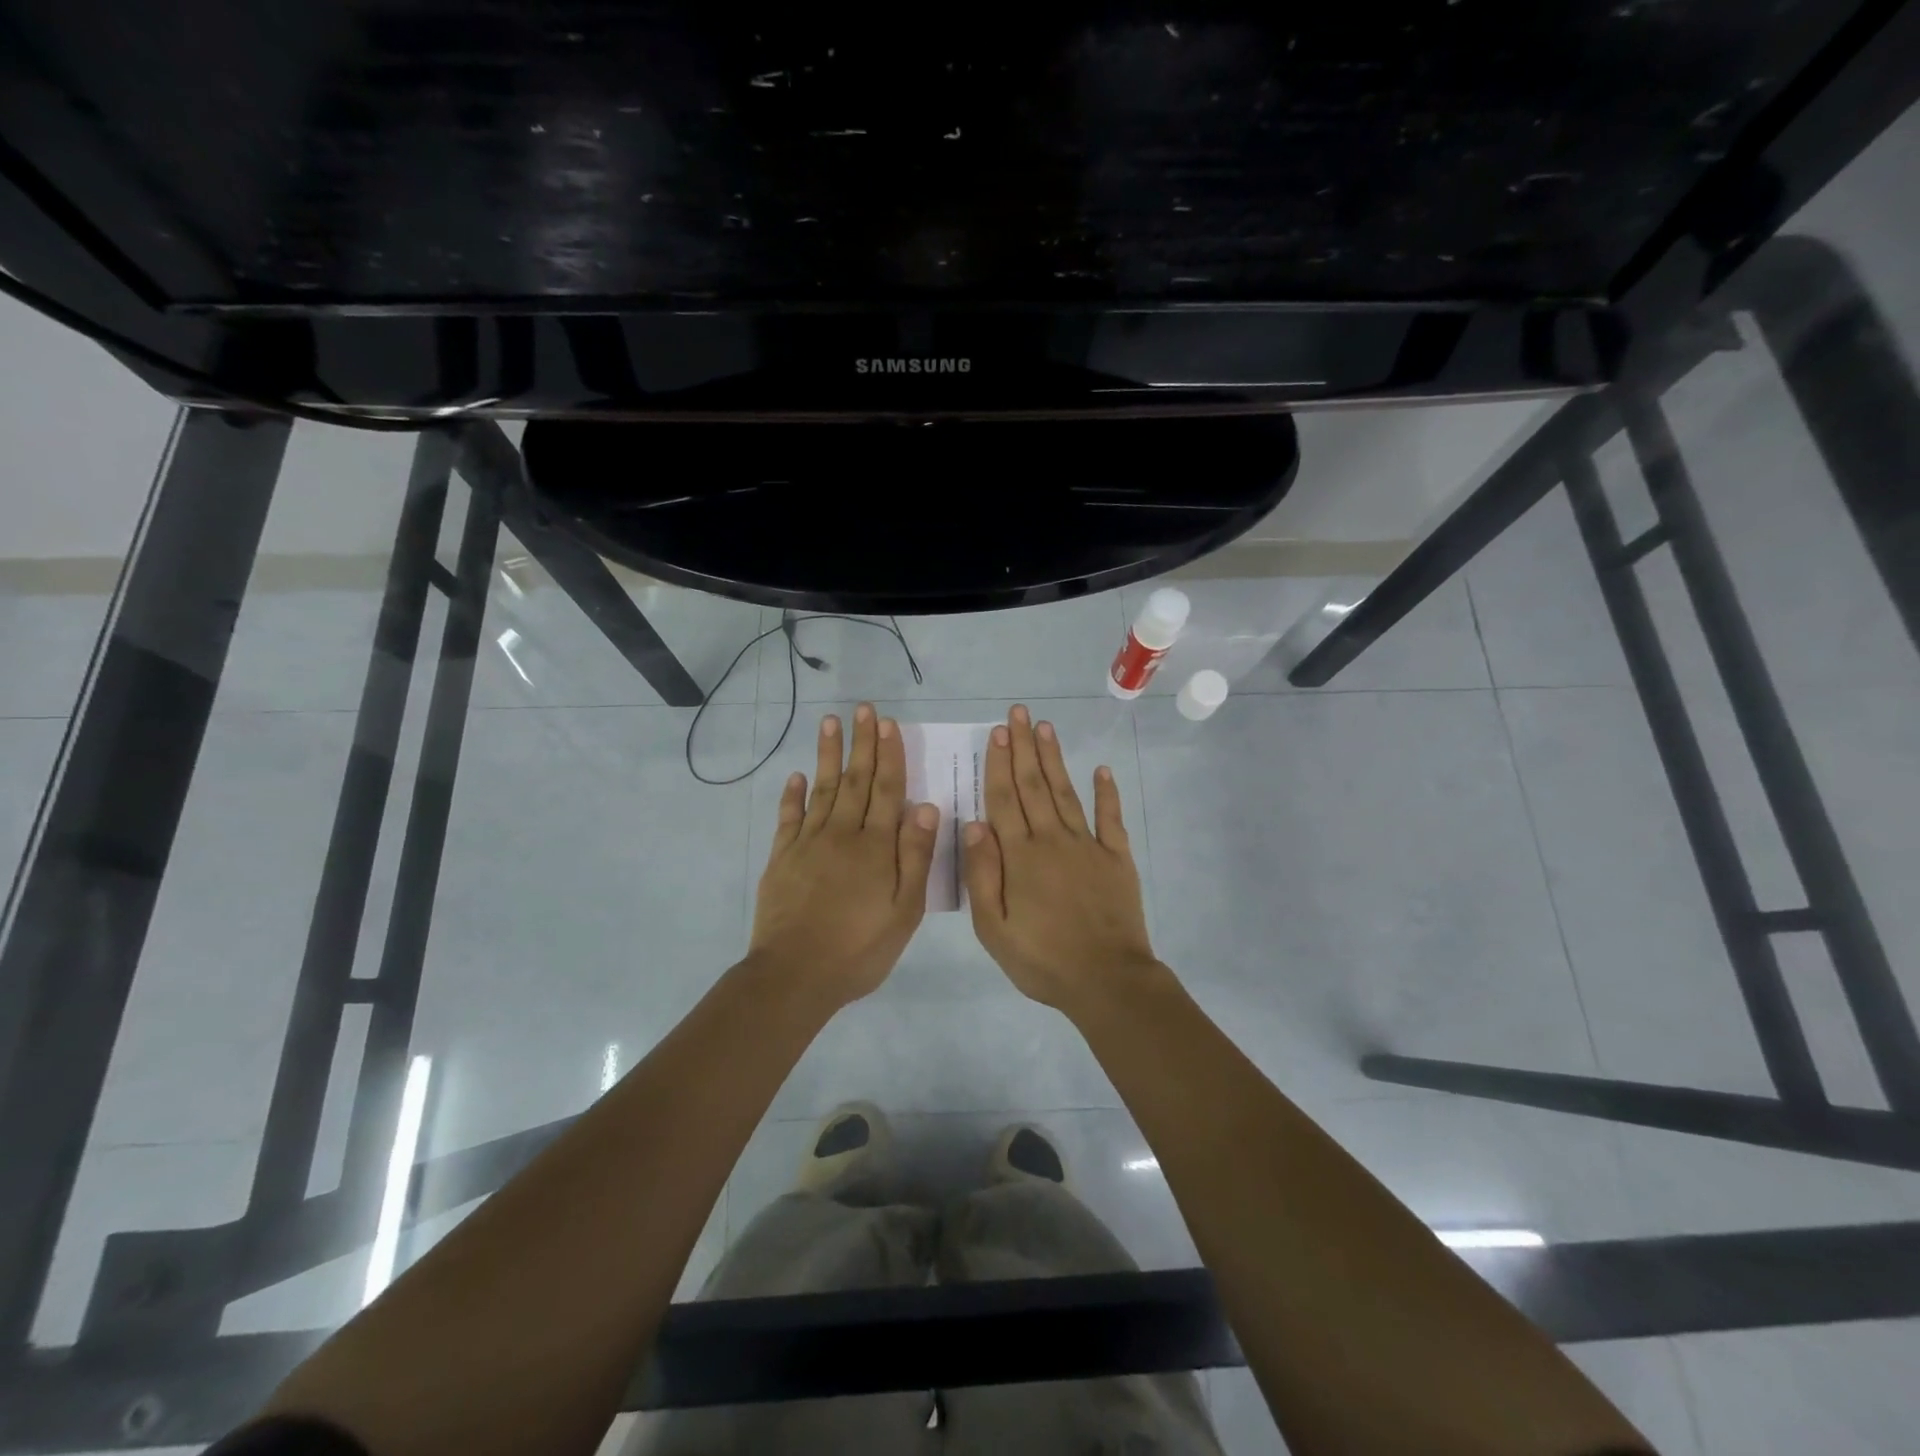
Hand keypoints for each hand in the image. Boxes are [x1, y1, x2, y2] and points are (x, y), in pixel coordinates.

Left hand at [748, 703, 939, 1009]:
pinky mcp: (782, 857)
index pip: (886, 790)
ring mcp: (808, 843)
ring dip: (827, 754)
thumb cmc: (859, 947)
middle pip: (855, 780)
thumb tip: (925, 806)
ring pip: (821, 788)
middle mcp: (842, 833)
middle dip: (862, 743)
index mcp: (875, 846)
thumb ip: (915, 856)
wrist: (795, 974)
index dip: (889, 755)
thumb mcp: (904, 909)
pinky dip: (793, 795)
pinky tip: (796, 775)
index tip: (888, 724)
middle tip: (863, 709)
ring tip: (830, 722)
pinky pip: (789, 817)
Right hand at [963, 704, 1161, 1014]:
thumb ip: (982, 874)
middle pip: (1034, 786)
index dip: (999, 764)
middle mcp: (1052, 840)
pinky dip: (1107, 793)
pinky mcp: (1117, 858)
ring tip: (1046, 728)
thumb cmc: (1042, 959)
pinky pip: (1111, 818)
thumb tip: (973, 824)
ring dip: (1055, 759)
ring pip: (1066, 793)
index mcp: (1020, 856)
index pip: (1005, 800)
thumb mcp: (993, 928)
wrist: (1106, 980)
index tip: (997, 733)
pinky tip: (1101, 770)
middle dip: (1024, 748)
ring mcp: (1088, 846)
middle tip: (1018, 714)